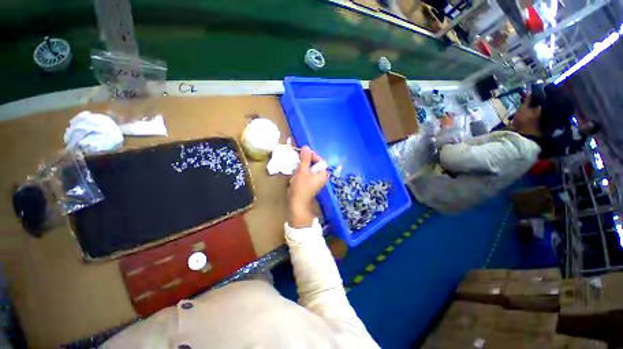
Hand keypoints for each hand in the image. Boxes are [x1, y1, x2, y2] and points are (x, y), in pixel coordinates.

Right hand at [288, 146, 327, 227]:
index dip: (312, 155)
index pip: (320, 160)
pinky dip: (303, 172)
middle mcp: (322, 177)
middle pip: (315, 164)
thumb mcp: (302, 170)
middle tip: (297, 160)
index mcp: (323, 173)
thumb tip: (306, 147)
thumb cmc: (301, 187)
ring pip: (310, 169)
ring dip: (303, 166)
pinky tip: (296, 173)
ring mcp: (317, 182)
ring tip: (296, 167)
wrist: (297, 204)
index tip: (302, 153)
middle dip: (306, 161)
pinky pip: (308, 174)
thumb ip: (305, 158)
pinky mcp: (311, 185)